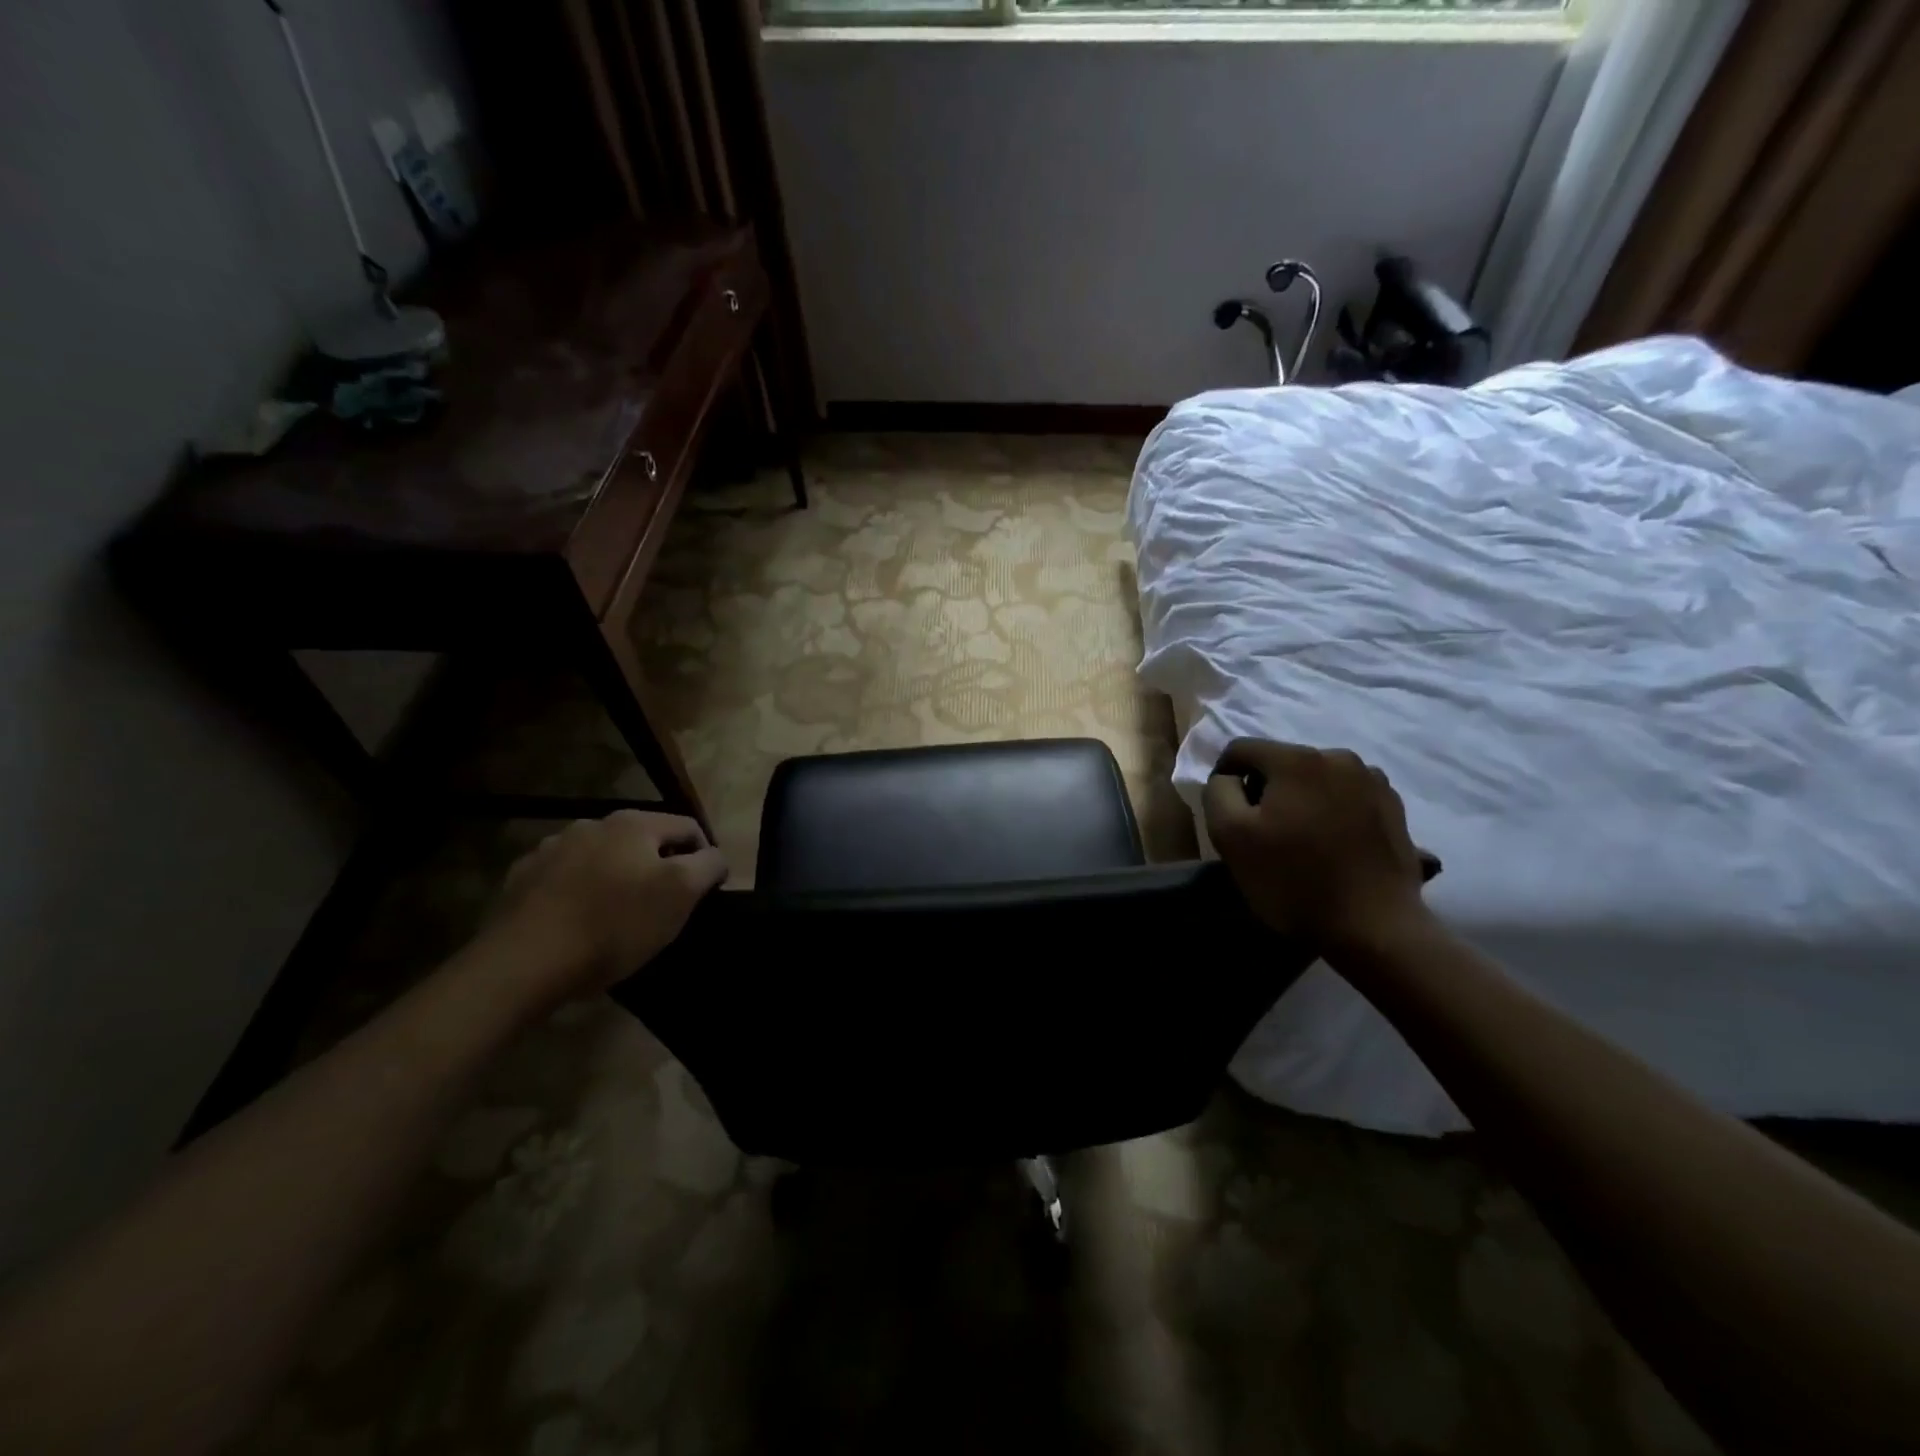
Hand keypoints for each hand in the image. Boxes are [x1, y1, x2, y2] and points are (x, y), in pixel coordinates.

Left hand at [490, 811, 727, 995]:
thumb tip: (714, 857)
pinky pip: (565, 879)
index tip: (705, 895)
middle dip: (659, 868)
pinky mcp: (522, 878)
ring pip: (603, 858)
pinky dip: (580, 893)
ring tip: (617, 917)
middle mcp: (592, 824)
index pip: (689, 828)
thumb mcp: (680, 894)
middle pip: (644, 841)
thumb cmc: (614, 924)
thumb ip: (708, 865)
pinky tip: (578, 922)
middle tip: (663, 908)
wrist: (523, 962)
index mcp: (634, 823)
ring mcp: (552, 849)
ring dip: (617, 878)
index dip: (706, 858)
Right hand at [1201, 740, 1434, 951]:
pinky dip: (1331, 811)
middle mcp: (1338, 757)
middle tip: (1263, 833)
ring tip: (1301, 841)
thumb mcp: (1230, 836)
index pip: (1241, 749)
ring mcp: (1372, 780)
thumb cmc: (1293, 880)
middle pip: (1280, 762)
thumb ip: (1218, 792)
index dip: (1224, 777)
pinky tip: (1332, 846)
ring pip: (1314, 778)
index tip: (1227, 814)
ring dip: (1299, 799)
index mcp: (1296, 759)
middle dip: (1265, 790)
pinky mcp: (1393, 806)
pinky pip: (1345, 796)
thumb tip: (1228, 778)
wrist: (1375, 927)